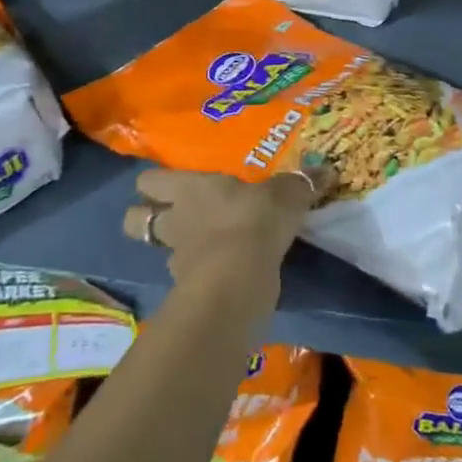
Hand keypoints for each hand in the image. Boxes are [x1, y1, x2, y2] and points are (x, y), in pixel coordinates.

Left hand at [119, 166, 331, 287]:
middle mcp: (176, 219)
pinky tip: (216, 273)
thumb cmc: (253, 222)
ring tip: (195, 248)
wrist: (238, 280)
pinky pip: (186, 279)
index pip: (151, 180)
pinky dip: (197, 276)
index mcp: (190, 188)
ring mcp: (177, 257)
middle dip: (144, 217)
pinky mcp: (189, 291)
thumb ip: (300, 184)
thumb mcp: (284, 196)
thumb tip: (326, 170)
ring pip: (158, 251)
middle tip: (166, 215)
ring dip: (174, 249)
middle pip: (136, 220)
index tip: (161, 183)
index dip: (152, 182)